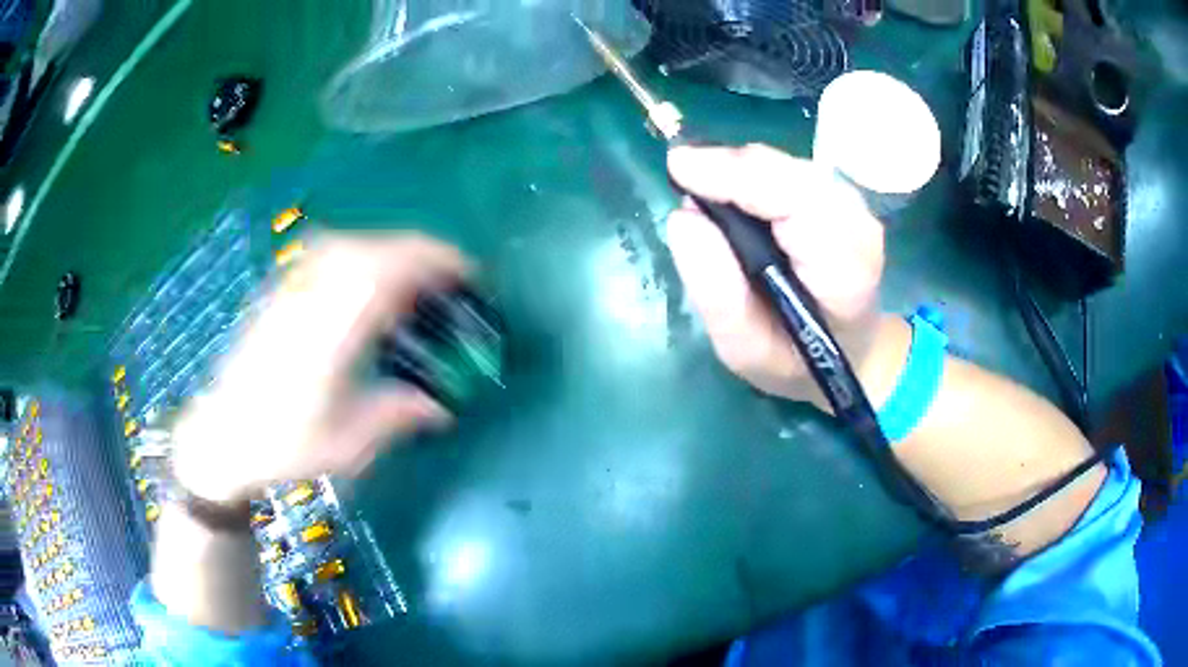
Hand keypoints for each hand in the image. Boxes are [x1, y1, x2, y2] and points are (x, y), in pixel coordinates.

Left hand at [171, 233, 464, 503]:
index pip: (386, 276)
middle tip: (451, 273)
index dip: (431, 263)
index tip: (466, 273)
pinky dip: (358, 251)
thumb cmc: (283, 448)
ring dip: (388, 247)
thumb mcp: (347, 447)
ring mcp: (290, 294)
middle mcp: (310, 303)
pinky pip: (324, 254)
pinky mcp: (279, 294)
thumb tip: (440, 408)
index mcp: (330, 337)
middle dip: (418, 251)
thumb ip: (395, 417)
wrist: (223, 437)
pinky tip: (364, 273)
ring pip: (346, 244)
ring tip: (413, 272)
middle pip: (370, 250)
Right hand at [666, 144, 884, 403]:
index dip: (738, 178)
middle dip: (732, 168)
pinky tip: (729, 189)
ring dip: (738, 169)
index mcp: (846, 273)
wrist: (848, 351)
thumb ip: (718, 294)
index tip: (680, 171)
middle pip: (792, 174)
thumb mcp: (747, 350)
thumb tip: (684, 217)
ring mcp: (854, 207)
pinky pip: (789, 169)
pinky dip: (752, 173)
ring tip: (699, 183)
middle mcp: (858, 228)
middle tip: (681, 177)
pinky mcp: (840, 195)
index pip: (797, 203)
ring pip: (789, 165)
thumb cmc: (796, 359)